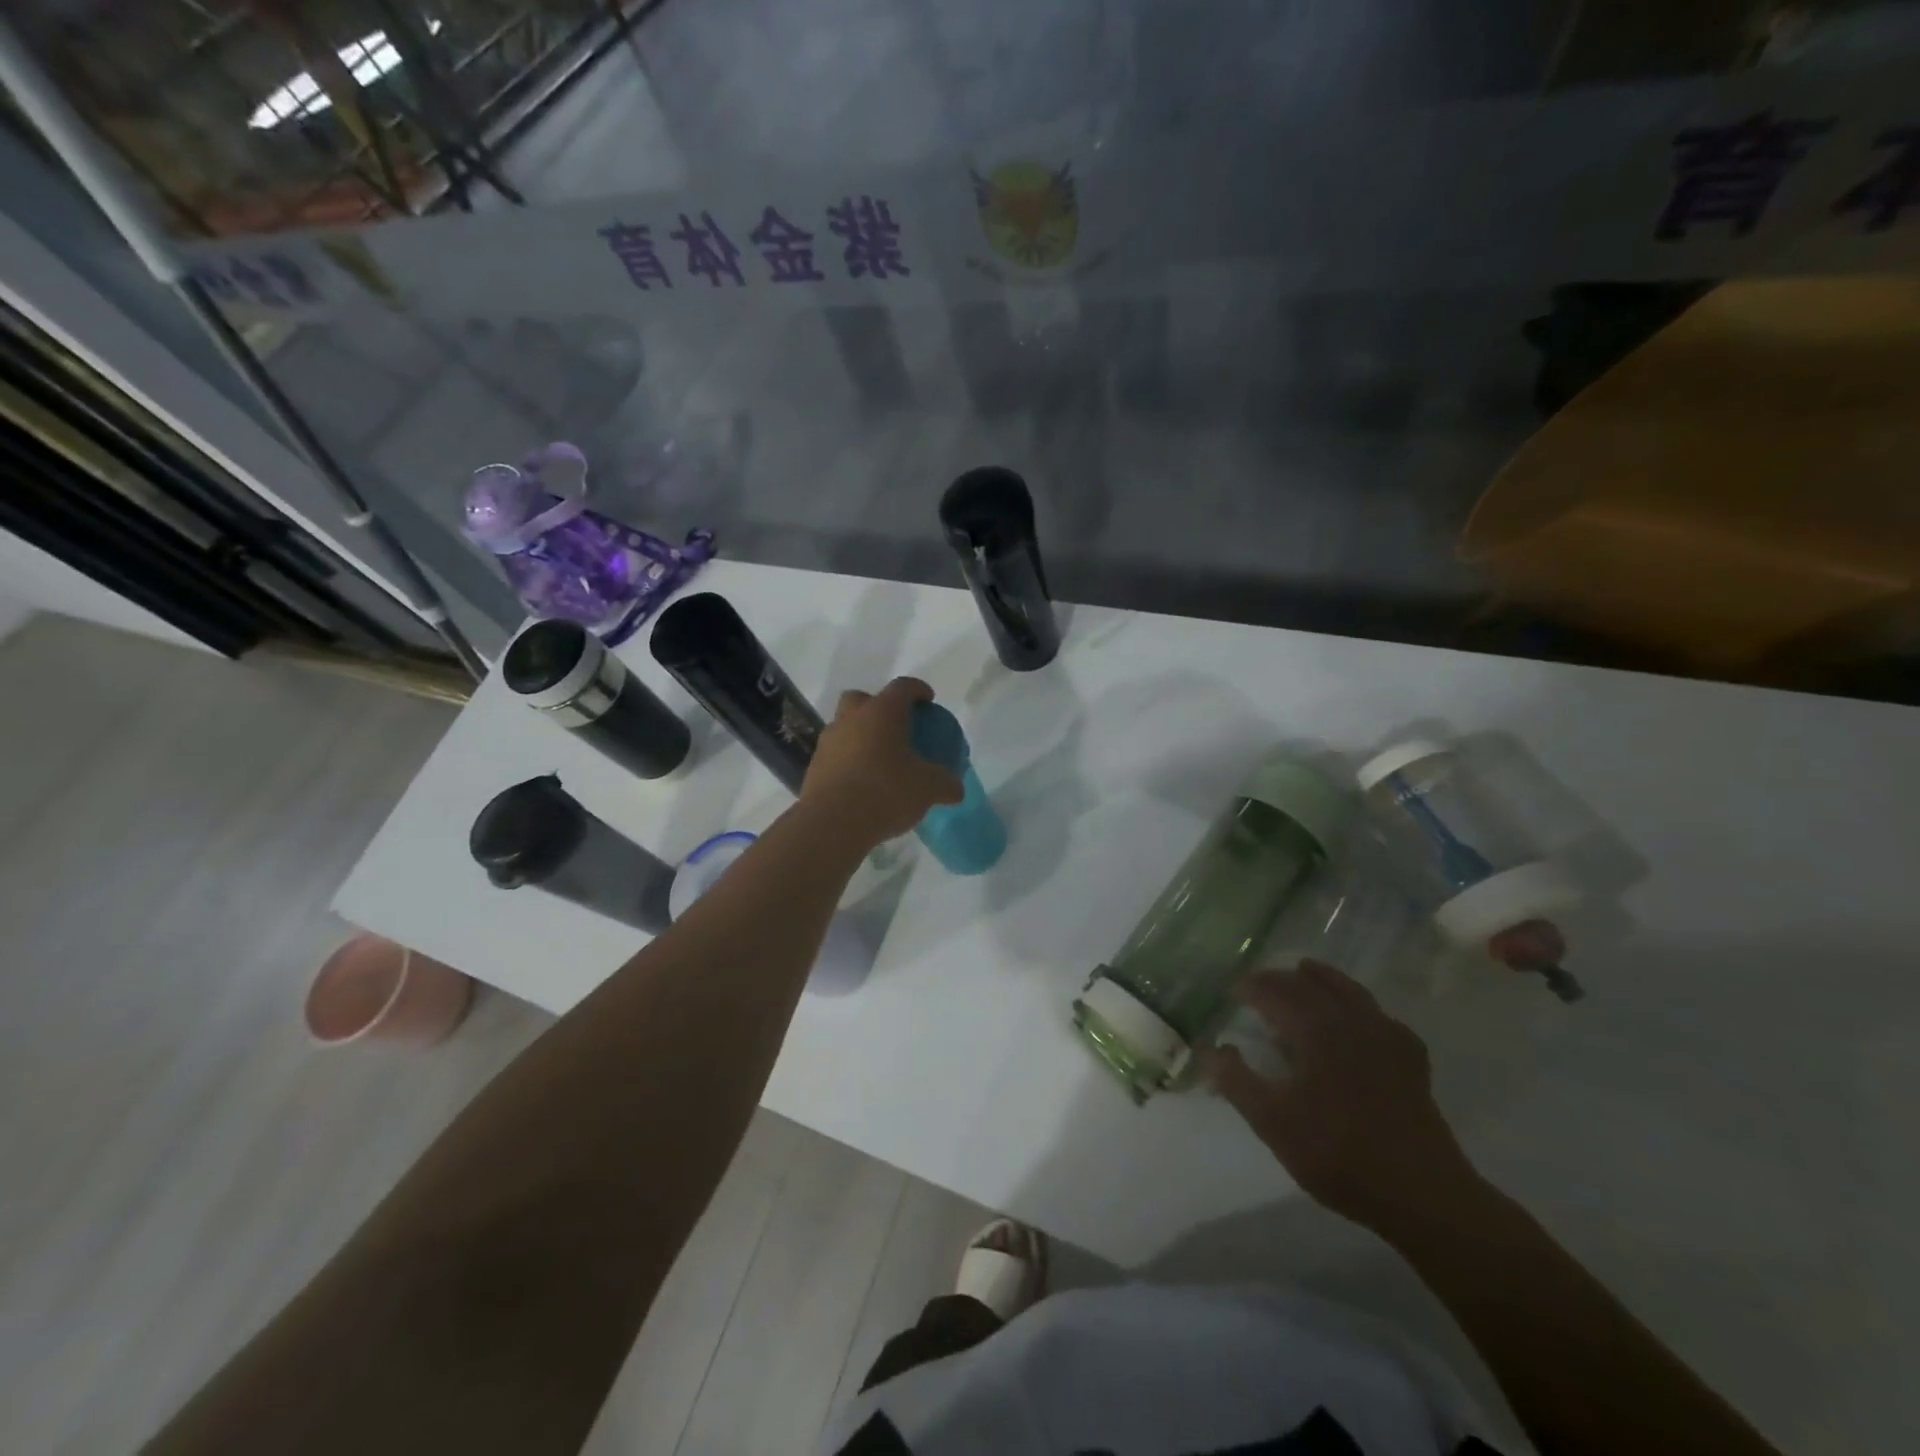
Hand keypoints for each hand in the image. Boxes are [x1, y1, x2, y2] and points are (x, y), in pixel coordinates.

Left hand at [799, 677, 963, 850]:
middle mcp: (852, 718)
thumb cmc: (886, 792)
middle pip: (862, 699)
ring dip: (861, 735)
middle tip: (896, 726)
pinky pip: (836, 754)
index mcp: (882, 713)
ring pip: (845, 726)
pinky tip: (862, 781)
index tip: (928, 700)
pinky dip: (849, 760)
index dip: (918, 690)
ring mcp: (829, 741)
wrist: (833, 823)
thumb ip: (945, 784)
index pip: (903, 687)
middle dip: (878, 706)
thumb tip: (956, 789)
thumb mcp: (927, 789)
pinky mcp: (815, 766)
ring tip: (879, 758)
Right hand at [1208, 961, 1481, 1237]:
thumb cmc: (1339, 1153)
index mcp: (1316, 1029)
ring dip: (1322, 979)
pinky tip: (1361, 1020)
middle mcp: (1350, 1021)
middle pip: (1310, 985)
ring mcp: (1386, 1037)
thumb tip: (1213, 1048)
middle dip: (1280, 979)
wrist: (1422, 1195)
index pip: (1275, 993)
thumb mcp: (1273, 1122)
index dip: (1250, 988)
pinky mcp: (1411, 1060)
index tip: (1231, 989)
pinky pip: (1381, 1017)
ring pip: (1350, 992)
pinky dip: (1362, 1008)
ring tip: (1306, 973)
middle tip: (1258, 983)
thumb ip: (1237, 1081)